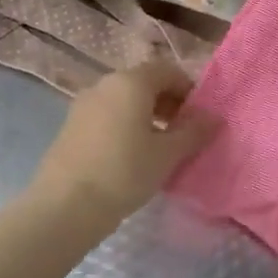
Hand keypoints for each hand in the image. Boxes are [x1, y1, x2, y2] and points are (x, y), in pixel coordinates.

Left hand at [27, 59, 216, 228]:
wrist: (64, 207)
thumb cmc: (124, 173)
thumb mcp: (168, 154)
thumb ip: (194, 132)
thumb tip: (214, 117)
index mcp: (131, 82)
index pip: (168, 70)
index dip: (188, 89)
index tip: (198, 117)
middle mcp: (105, 84)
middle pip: (144, 82)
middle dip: (168, 102)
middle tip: (182, 133)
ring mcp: (83, 104)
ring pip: (124, 100)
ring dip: (146, 115)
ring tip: (158, 147)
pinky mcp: (70, 126)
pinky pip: (106, 115)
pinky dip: (124, 125)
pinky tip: (130, 156)